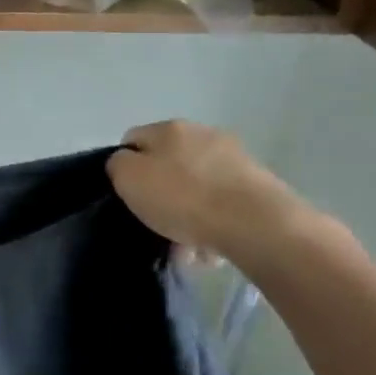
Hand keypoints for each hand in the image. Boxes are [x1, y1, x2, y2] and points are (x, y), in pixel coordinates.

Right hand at [106, 121, 308, 272]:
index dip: (125, 166)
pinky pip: (221, 203)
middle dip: (161, 192)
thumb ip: (119, 165)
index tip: (127, 195)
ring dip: (187, 211)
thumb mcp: (130, 179)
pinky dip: (212, 221)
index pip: (133, 139)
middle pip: (168, 164)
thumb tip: (126, 163)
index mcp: (169, 128)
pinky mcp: (256, 184)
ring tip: (185, 244)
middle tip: (155, 222)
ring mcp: (234, 157)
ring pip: (196, 186)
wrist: (252, 222)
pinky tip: (209, 246)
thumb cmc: (182, 198)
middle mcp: (203, 134)